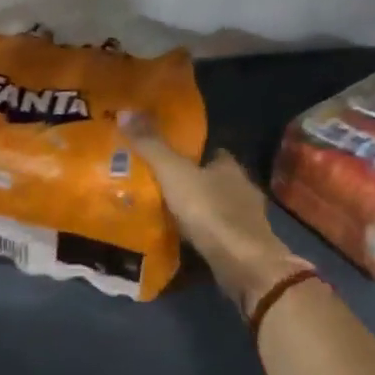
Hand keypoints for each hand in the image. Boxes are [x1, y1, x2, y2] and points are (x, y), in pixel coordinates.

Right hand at [119, 114, 309, 313]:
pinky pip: (219, 233)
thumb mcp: (174, 173)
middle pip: (215, 180)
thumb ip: (152, 146)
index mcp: (230, 166)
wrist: (243, 263)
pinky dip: (204, 234)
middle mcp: (243, 189)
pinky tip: (185, 239)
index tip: (170, 157)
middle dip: (194, 183)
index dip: (193, 154)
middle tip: (162, 186)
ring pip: (218, 207)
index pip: (213, 153)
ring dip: (199, 210)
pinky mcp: (245, 246)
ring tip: (168, 213)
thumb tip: (126, 111)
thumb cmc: (210, 211)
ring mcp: (247, 220)